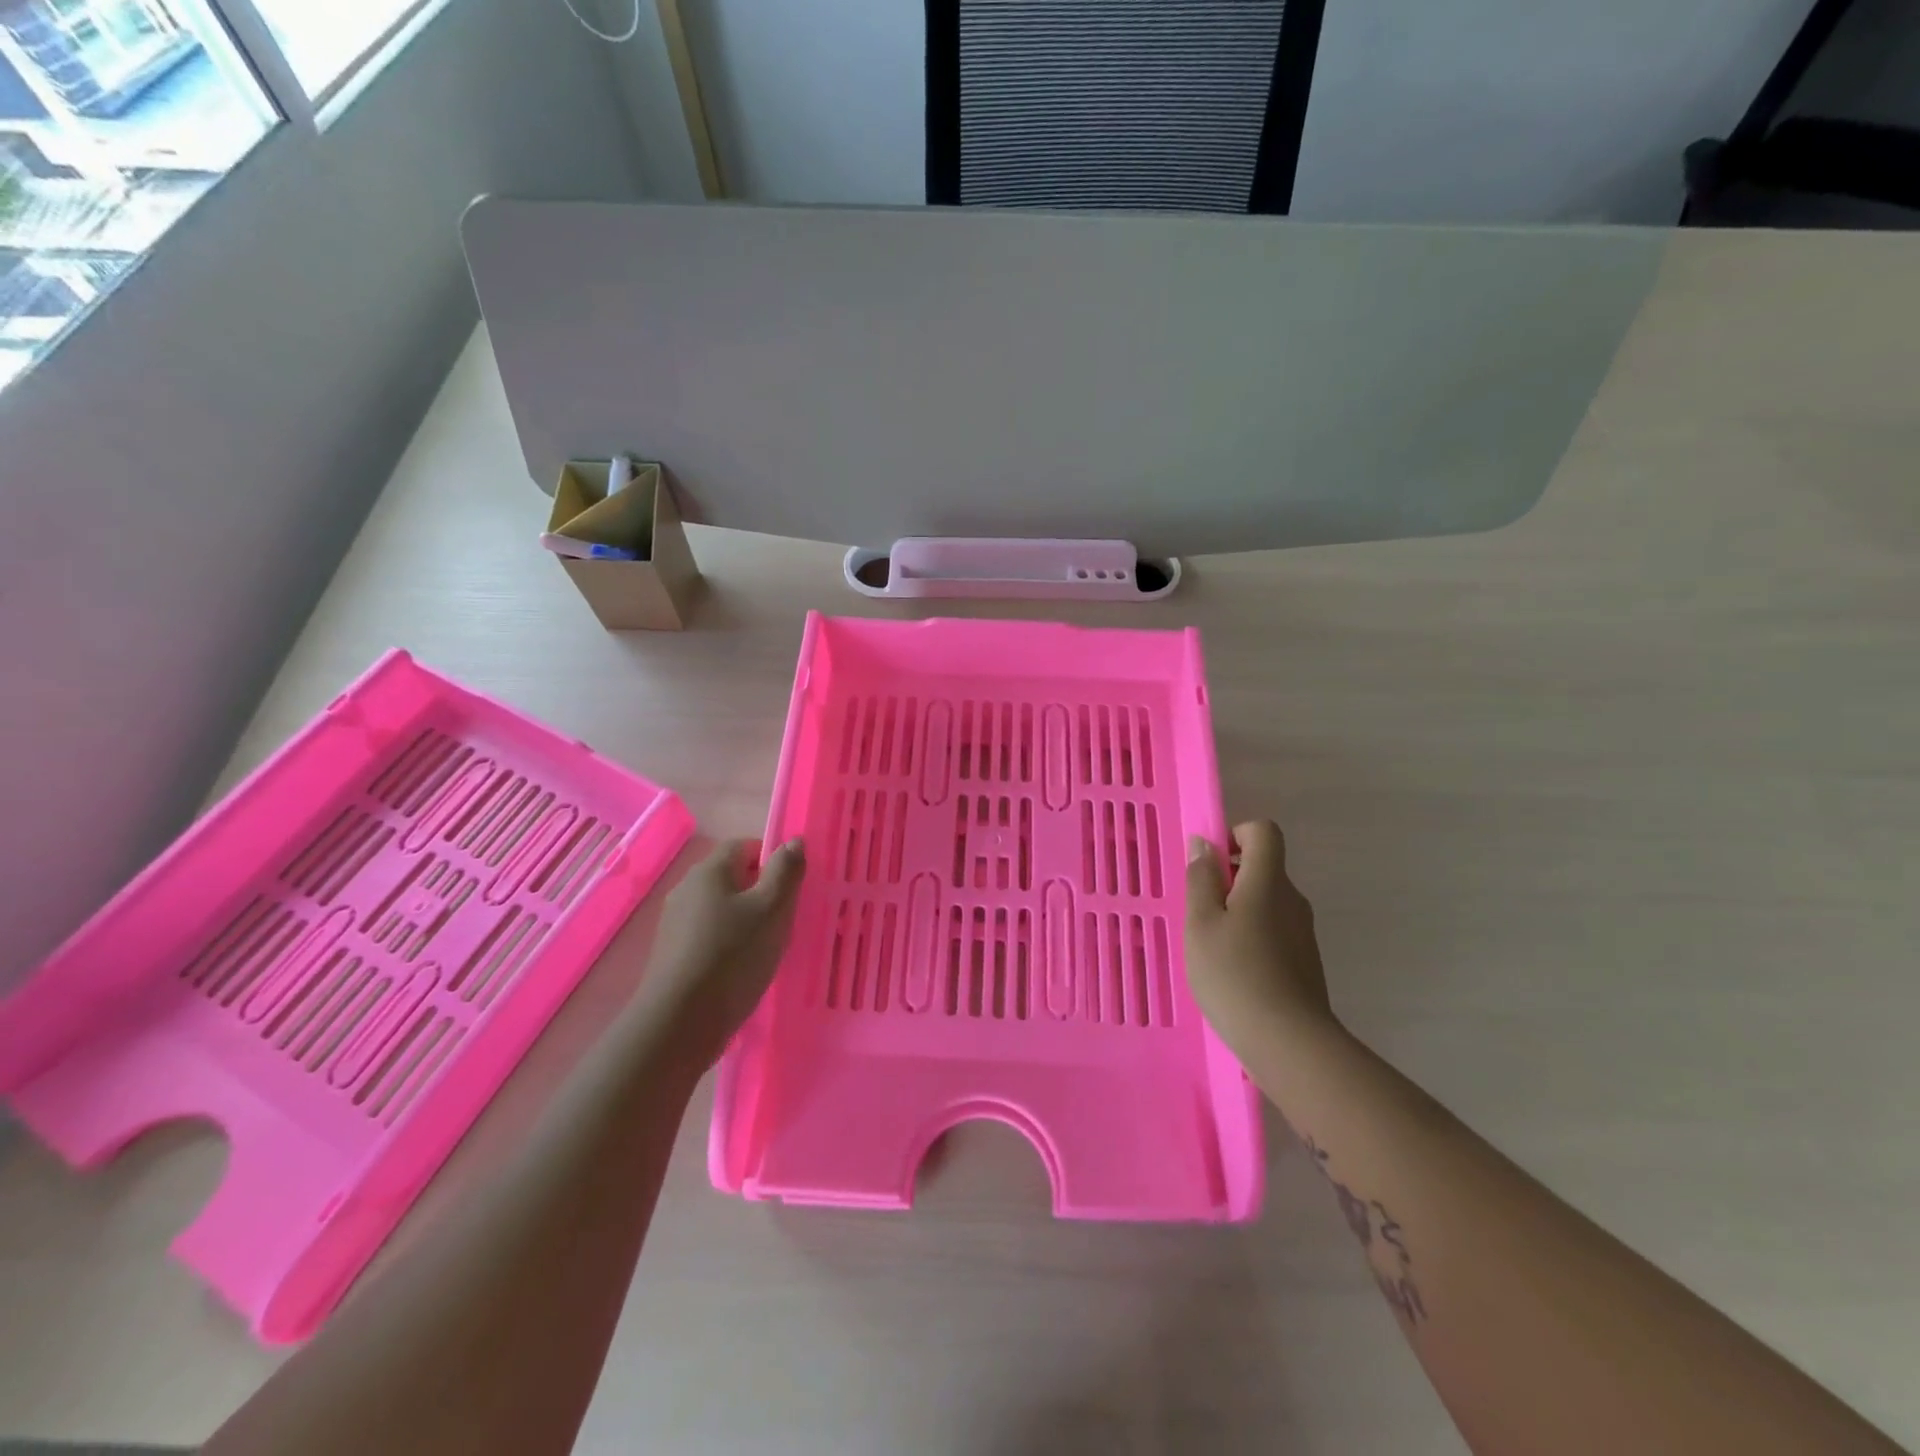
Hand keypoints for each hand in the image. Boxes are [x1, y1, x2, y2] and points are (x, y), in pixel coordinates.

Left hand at [637, 838, 806, 1066]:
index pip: (744, 845)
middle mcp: (687, 889)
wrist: (679, 1023)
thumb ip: (786, 871)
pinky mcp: (672, 953)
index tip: (792, 887)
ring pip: (720, 907)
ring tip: (767, 946)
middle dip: (761, 891)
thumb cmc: (733, 956)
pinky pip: (708, 934)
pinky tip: (742, 967)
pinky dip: (728, 942)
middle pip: (731, 876)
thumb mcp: (772, 909)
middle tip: (785, 917)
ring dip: (745, 919)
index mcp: (710, 870)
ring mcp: (675, 922)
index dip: (772, 859)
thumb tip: (793, 841)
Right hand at [1185, 820, 1334, 1049]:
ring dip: (1237, 910)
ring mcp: (1303, 932)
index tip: (1209, 865)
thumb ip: (1201, 879)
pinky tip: (1232, 971)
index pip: (1263, 831)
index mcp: (1269, 881)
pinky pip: (1273, 930)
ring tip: (1211, 947)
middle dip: (1229, 878)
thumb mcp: (1201, 923)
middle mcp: (1292, 899)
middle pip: (1264, 867)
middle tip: (1199, 911)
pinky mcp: (1304, 960)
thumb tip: (1205, 843)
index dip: (1234, 835)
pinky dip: (1251, 937)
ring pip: (1267, 902)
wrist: (1289, 1043)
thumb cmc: (1234, 975)